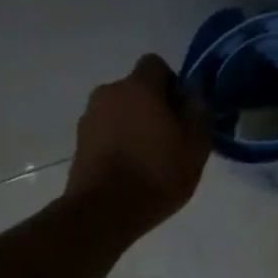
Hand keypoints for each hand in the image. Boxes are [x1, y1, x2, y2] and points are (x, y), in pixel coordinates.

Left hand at [66, 55, 211, 233]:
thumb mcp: (195, 146)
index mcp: (139, 87)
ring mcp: (89, 117)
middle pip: (136, 89)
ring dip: (134, 124)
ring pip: (119, 111)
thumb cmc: (156, 175)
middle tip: (170, 138)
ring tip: (149, 158)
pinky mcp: (79, 142)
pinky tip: (130, 168)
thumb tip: (194, 92)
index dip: (172, 84)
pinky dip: (118, 141)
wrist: (103, 212)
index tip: (182, 112)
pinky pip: (106, 131)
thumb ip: (198, 112)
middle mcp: (109, 93)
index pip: (156, 65)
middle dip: (153, 106)